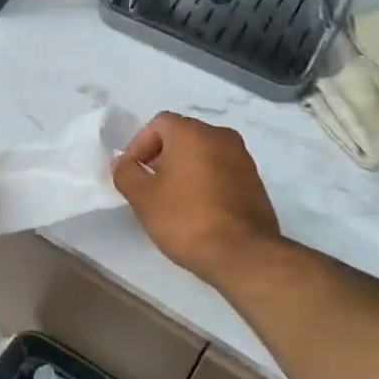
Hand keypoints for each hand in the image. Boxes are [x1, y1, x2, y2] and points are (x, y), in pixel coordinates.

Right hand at [112, 113, 281, 287]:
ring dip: (184, 171)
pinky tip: (197, 211)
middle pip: (182, 137)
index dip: (138, 145)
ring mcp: (243, 159)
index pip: (158, 124)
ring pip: (203, 154)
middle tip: (149, 187)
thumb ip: (126, 173)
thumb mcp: (142, 197)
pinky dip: (205, 182)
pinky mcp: (255, 182)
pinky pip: (221, 172)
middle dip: (161, 157)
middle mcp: (221, 136)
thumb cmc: (186, 218)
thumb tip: (124, 163)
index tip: (132, 174)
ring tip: (172, 201)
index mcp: (193, 132)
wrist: (243, 254)